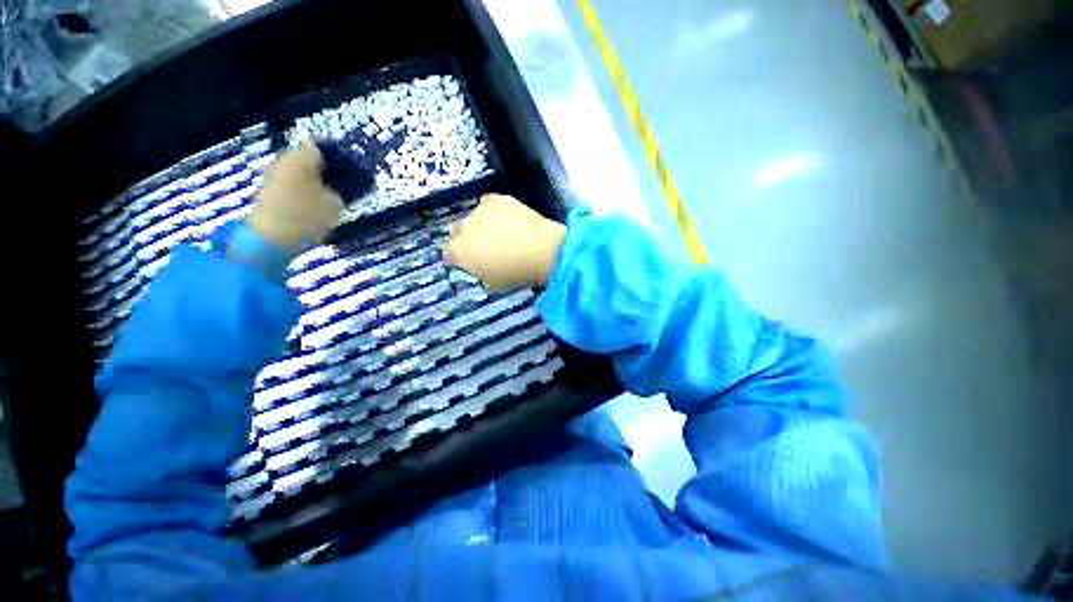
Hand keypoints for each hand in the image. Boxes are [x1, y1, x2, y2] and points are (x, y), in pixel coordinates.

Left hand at [247, 141, 344, 250]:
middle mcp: (284, 161)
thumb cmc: (306, 216)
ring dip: (316, 183)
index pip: (321, 147)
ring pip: (300, 174)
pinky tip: (316, 207)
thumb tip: (339, 187)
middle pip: (309, 160)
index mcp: (300, 157)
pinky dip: (305, 193)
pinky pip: (293, 187)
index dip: (337, 157)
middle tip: (344, 185)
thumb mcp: (335, 204)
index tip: (351, 171)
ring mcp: (273, 177)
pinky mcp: (269, 194)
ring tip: (333, 198)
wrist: (270, 240)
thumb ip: (340, 191)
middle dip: (326, 171)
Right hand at [444, 194, 565, 292]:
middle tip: (485, 247)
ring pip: (474, 217)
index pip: (449, 253)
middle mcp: (464, 228)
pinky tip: (507, 219)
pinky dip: (494, 211)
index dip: (459, 257)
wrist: (541, 251)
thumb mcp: (493, 285)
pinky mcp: (497, 199)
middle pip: (458, 232)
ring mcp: (480, 210)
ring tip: (501, 232)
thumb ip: (480, 274)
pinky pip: (489, 204)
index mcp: (459, 251)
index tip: (470, 261)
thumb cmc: (516, 274)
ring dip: (481, 224)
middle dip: (467, 239)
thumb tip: (482, 268)